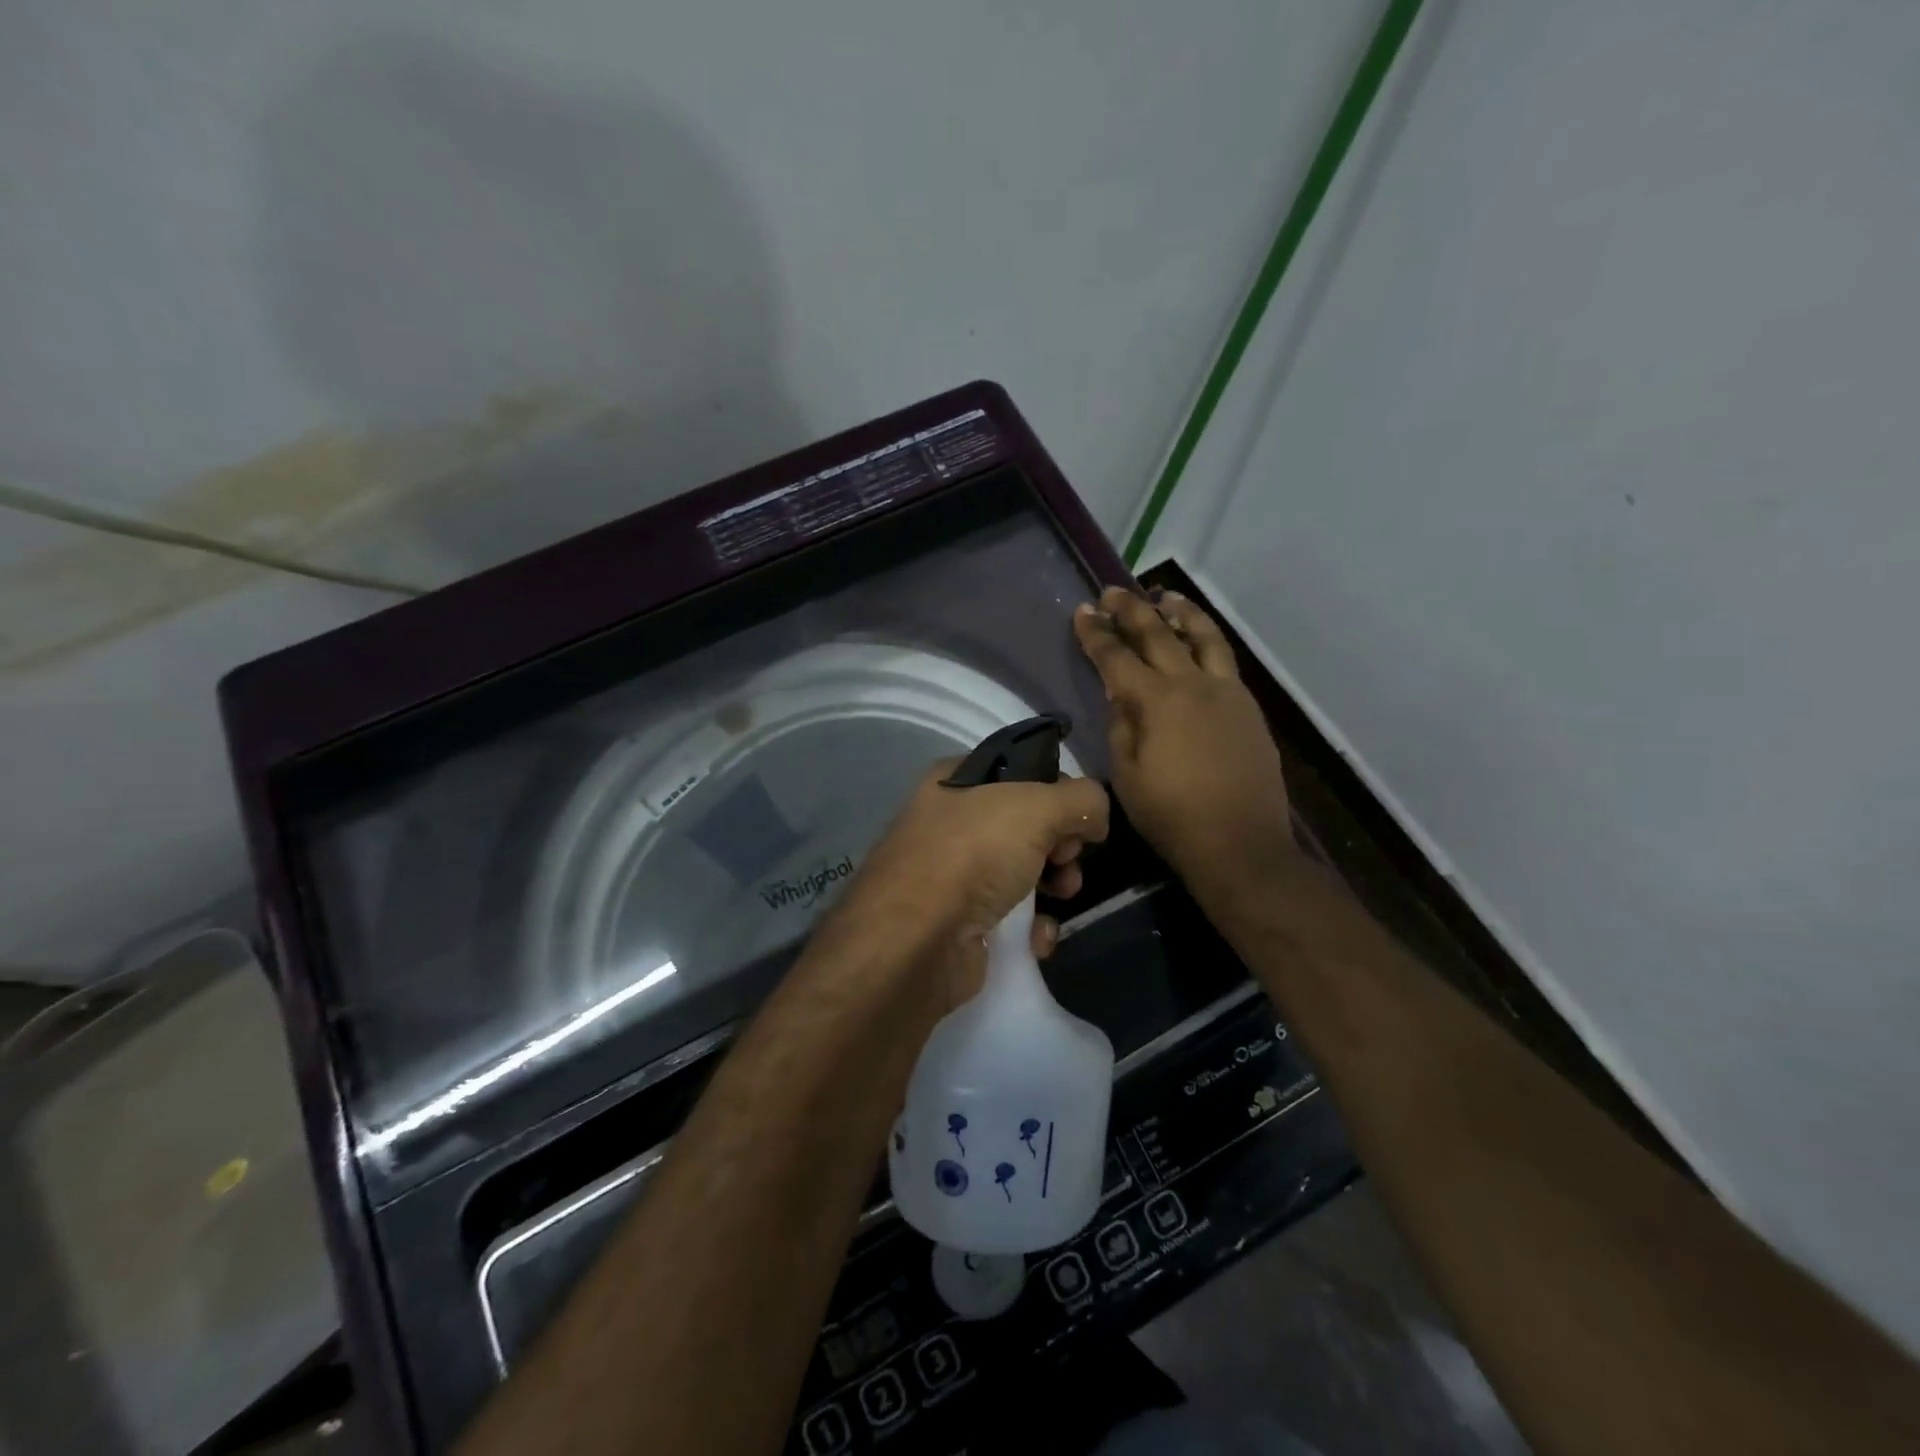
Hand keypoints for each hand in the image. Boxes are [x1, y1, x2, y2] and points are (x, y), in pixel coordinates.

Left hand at [816, 763, 1110, 1010]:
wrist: (915, 942)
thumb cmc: (972, 855)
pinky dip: (1031, 926)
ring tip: (1061, 897)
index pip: (1020, 771)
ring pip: (1023, 870)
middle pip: (1027, 824)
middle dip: (1061, 844)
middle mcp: (949, 822)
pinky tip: (1036, 937)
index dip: (1056, 790)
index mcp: (955, 781)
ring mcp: (951, 874)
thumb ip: (1080, 799)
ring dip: (1054, 885)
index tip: (1077, 816)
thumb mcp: (1036, 807)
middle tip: (1067, 860)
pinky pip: (1010, 915)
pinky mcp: (959, 922)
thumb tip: (1095, 815)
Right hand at [1073, 586, 1293, 891]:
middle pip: (1159, 634)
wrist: (1239, 844)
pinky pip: (1225, 661)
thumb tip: (1123, 697)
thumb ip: (1121, 726)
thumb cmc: (1171, 816)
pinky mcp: (1248, 708)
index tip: (1083, 611)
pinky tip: (1199, 643)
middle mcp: (1193, 685)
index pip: (1117, 657)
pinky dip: (1207, 641)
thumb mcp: (1126, 775)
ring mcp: (1227, 693)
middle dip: (1132, 610)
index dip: (1096, 634)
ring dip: (1181, 613)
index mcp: (1156, 702)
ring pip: (1204, 637)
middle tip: (1113, 592)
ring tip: (1167, 597)